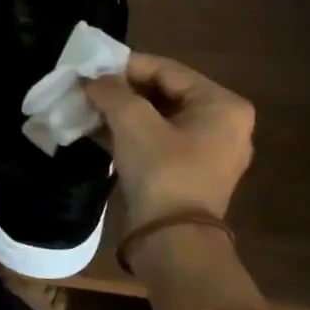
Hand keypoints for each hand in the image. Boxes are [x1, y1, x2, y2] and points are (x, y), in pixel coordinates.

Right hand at [84, 53, 254, 225]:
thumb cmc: (162, 172)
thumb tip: (92, 78)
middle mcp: (223, 124)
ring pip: (157, 117)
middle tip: (86, 86)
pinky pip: (156, 140)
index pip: (167, 70)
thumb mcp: (133, 122)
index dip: (125, 66)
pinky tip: (95, 129)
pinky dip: (128, 133)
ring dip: (120, 112)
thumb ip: (111, 91)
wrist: (172, 243)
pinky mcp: (188, 173)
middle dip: (121, 90)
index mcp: (222, 105)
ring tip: (86, 106)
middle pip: (163, 92)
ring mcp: (207, 151)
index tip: (90, 67)